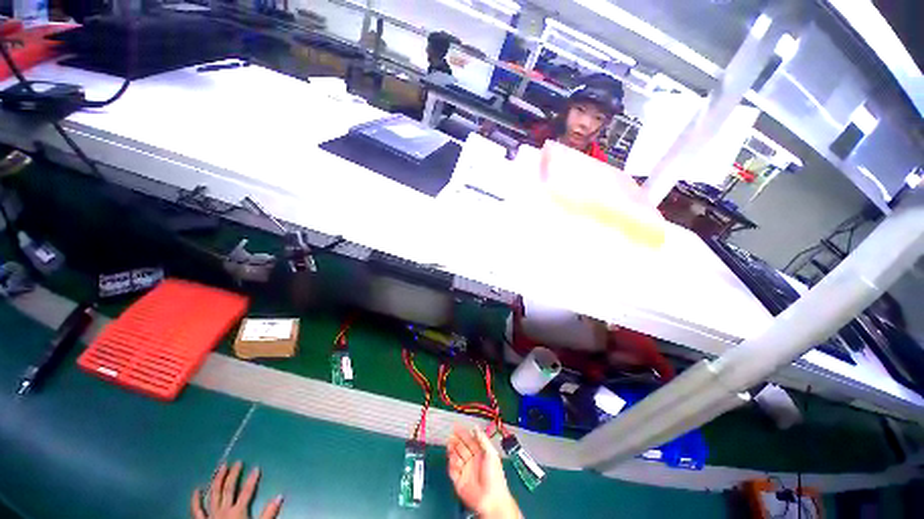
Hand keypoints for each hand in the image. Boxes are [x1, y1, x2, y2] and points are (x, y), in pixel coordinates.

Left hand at [191, 461, 282, 518]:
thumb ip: (268, 513)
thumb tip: (280, 496)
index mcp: (237, 511)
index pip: (247, 492)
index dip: (252, 479)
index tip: (256, 467)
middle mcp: (223, 510)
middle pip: (228, 489)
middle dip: (233, 475)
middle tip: (237, 462)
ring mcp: (211, 515)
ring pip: (213, 494)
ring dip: (217, 480)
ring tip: (221, 467)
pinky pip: (197, 510)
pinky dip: (196, 500)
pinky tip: (197, 489)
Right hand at [447, 426, 521, 518]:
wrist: (491, 500)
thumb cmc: (495, 477)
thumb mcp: (491, 453)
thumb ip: (483, 439)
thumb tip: (476, 428)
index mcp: (480, 454)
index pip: (470, 441)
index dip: (463, 433)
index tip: (457, 427)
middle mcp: (472, 462)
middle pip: (461, 448)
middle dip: (456, 441)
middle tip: (451, 434)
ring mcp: (465, 471)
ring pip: (456, 457)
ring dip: (452, 450)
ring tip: (449, 444)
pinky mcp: (459, 481)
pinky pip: (452, 471)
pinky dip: (451, 464)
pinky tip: (451, 458)